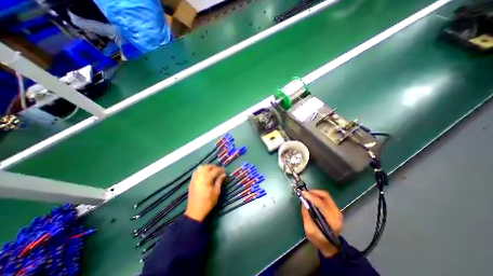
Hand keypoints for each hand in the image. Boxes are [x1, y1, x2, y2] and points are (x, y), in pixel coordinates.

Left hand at [184, 164, 224, 221]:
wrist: (195, 211)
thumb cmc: (208, 202)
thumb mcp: (216, 192)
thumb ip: (219, 181)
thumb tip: (223, 174)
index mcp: (207, 179)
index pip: (215, 170)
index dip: (220, 170)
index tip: (224, 171)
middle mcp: (200, 176)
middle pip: (207, 166)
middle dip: (214, 167)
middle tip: (219, 170)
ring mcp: (194, 178)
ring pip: (201, 167)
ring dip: (207, 167)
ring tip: (212, 171)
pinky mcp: (192, 181)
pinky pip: (196, 171)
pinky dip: (201, 170)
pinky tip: (205, 174)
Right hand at [301, 189, 343, 257]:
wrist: (330, 246)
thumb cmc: (319, 239)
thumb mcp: (309, 230)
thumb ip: (306, 215)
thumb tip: (303, 202)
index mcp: (332, 221)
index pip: (321, 204)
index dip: (311, 197)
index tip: (303, 193)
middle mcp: (337, 214)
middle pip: (325, 196)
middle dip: (313, 192)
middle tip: (305, 193)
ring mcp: (338, 211)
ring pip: (326, 195)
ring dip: (315, 193)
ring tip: (307, 195)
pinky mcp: (336, 209)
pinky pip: (326, 198)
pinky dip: (318, 195)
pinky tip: (312, 198)